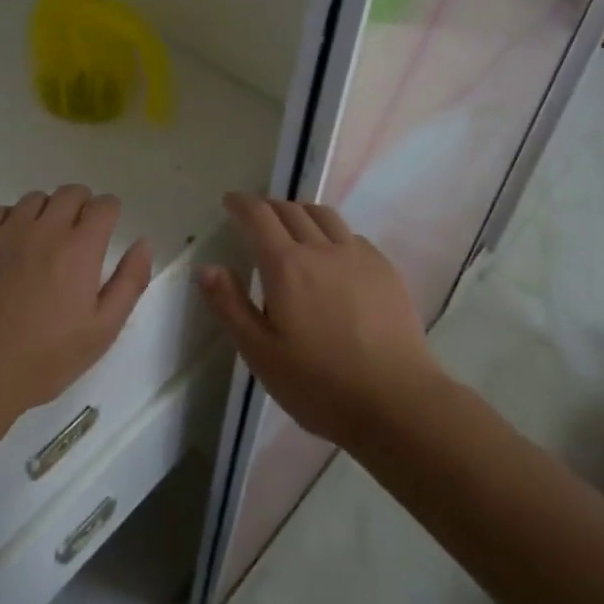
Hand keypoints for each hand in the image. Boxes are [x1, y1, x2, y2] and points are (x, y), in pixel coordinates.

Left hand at [0, 185, 151, 421]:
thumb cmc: (45, 357)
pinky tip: (10, 245)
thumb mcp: (102, 330)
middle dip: (82, 206)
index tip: (106, 230)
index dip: (110, 213)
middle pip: (71, 193)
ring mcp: (6, 231)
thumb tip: (143, 243)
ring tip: (43, 242)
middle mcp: (45, 228)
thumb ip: (129, 282)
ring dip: (47, 212)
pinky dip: (9, 219)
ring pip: (35, 199)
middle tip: (78, 236)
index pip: (104, 205)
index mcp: (80, 248)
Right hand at [199, 192, 440, 448]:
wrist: (397, 403)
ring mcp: (358, 256)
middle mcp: (322, 249)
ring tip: (292, 227)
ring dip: (300, 212)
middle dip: (268, 206)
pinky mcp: (385, 270)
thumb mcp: (260, 353)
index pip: (259, 216)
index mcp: (286, 266)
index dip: (241, 203)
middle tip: (255, 217)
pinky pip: (351, 236)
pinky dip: (331, 233)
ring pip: (324, 216)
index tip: (230, 201)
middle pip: (291, 209)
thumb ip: (230, 306)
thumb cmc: (319, 385)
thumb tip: (206, 267)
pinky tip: (332, 256)